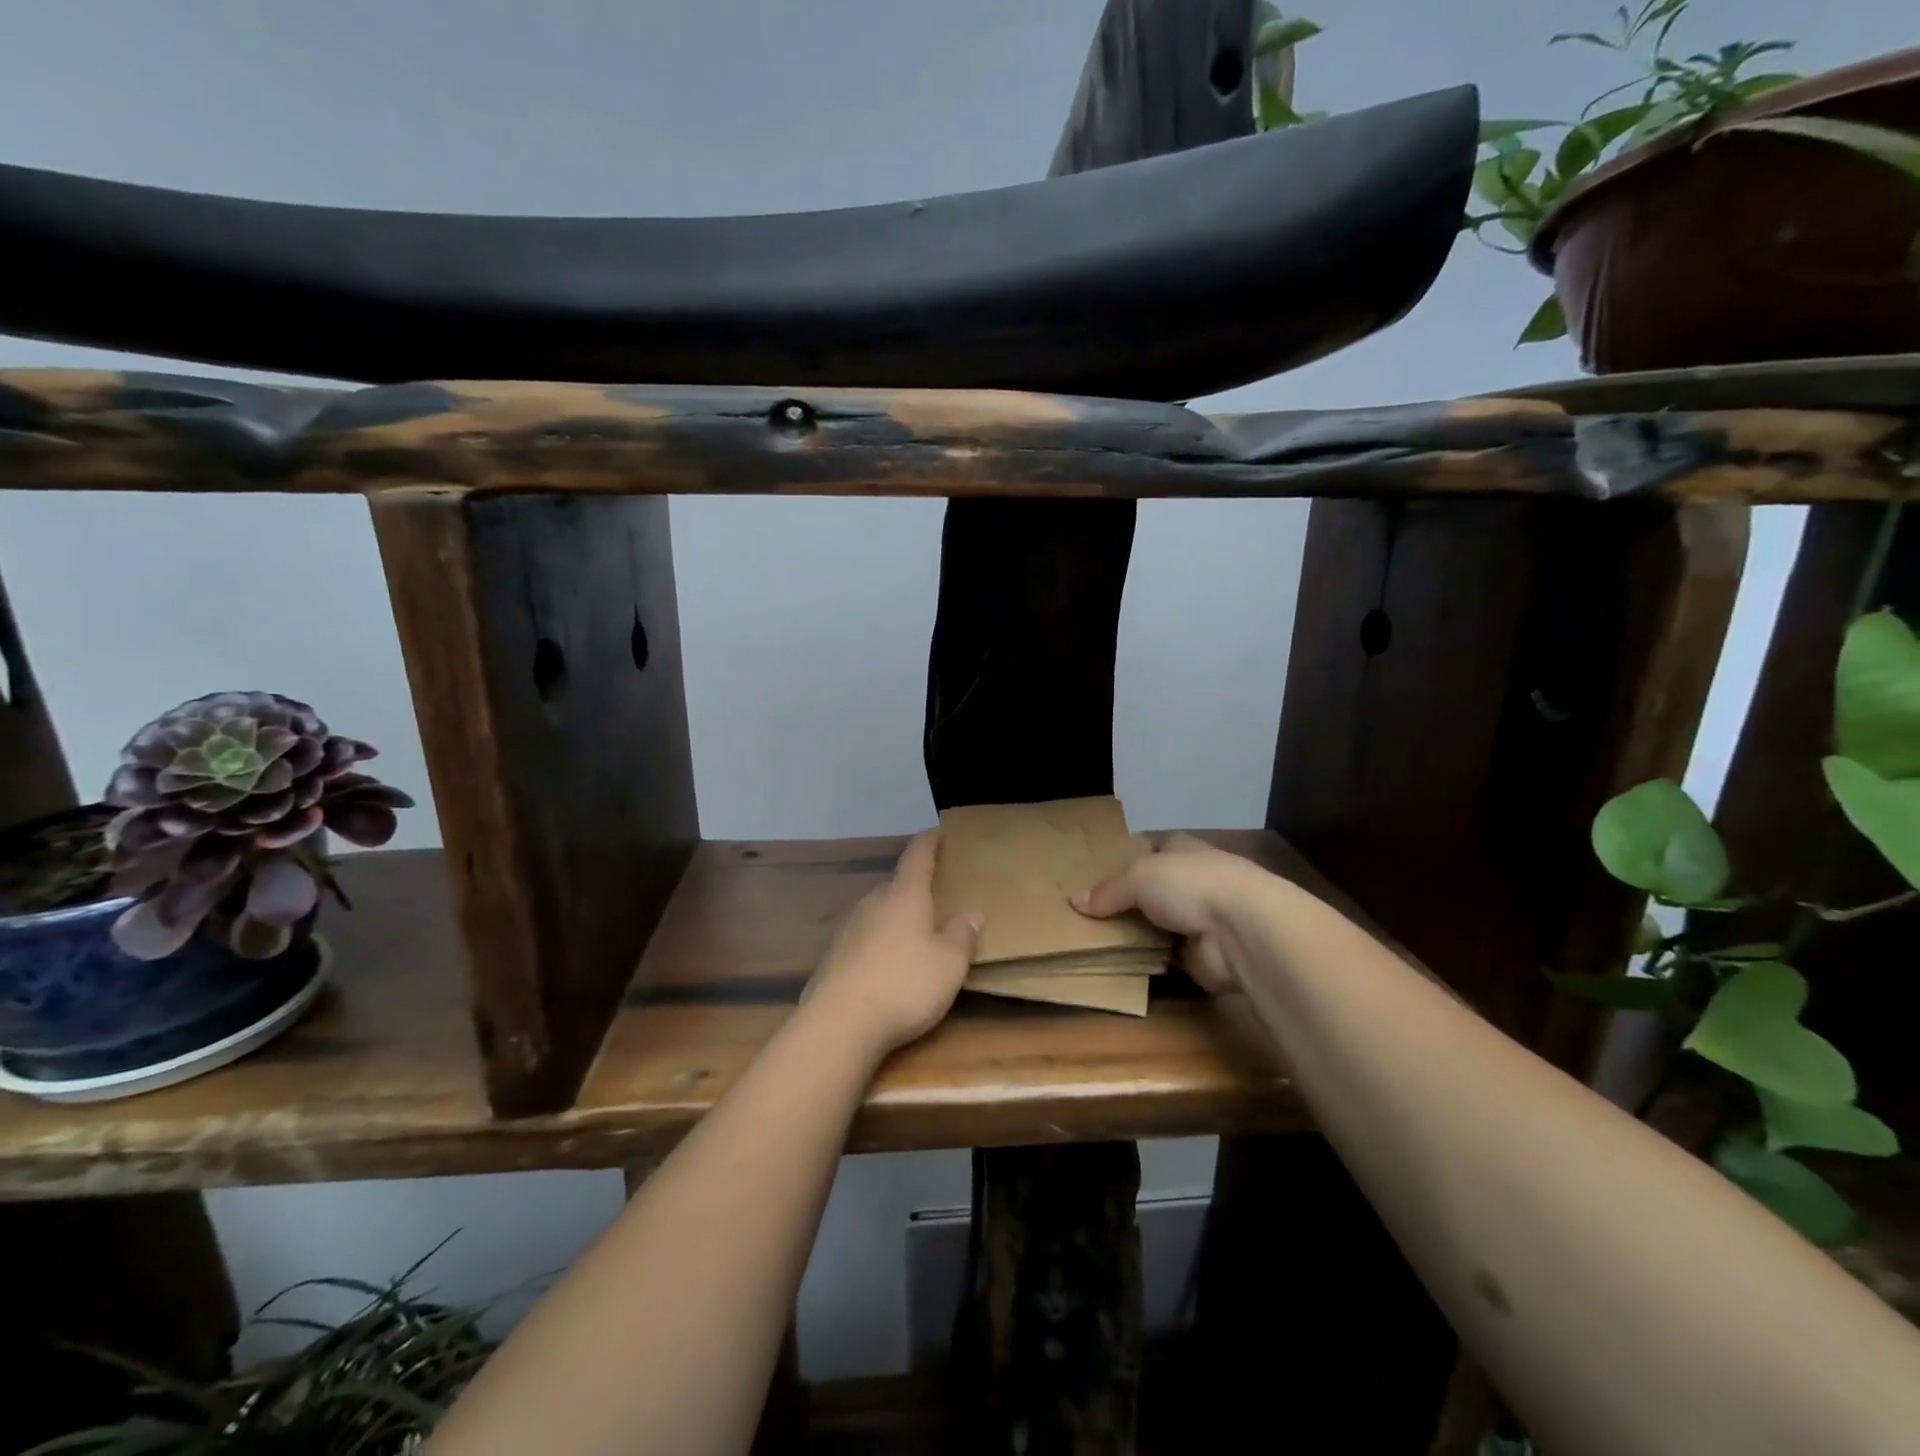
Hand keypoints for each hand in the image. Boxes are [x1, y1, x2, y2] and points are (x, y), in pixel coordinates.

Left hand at [803, 830, 982, 1056]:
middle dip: (914, 889)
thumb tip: (971, 913)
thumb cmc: (905, 984)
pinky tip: (887, 966)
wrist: (839, 1024)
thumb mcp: (949, 963)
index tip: (938, 831)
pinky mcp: (832, 957)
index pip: (917, 856)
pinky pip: (863, 939)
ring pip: (878, 913)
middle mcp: (873, 902)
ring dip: (895, 918)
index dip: (929, 842)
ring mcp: (848, 929)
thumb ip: (962, 935)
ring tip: (914, 935)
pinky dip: (878, 944)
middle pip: (896, 886)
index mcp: (904, 895)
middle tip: (935, 899)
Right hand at [1073, 832, 1262, 991]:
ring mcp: (1200, 919)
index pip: (1153, 849)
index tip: (1097, 872)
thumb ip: (1108, 891)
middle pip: (1152, 889)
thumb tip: (1074, 901)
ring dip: (1137, 934)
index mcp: (1183, 850)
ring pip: (1158, 924)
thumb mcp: (1139, 877)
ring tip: (1094, 941)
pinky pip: (1164, 956)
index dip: (1128, 858)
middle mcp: (1193, 881)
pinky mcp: (1202, 954)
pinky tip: (1118, 964)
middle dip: (1126, 901)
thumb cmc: (1191, 885)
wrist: (1241, 931)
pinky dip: (1147, 961)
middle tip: (1087, 913)